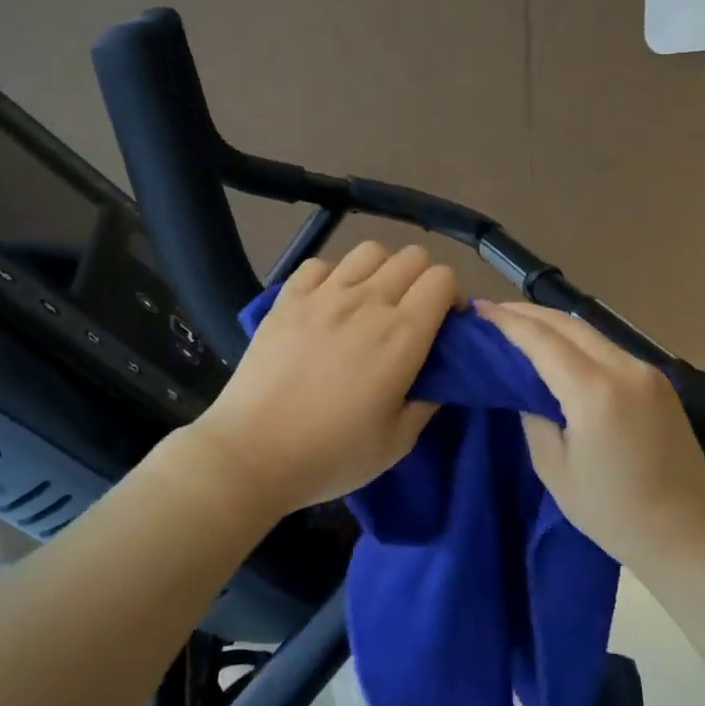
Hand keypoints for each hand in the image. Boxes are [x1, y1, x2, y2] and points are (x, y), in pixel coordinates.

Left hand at [188, 242, 458, 523]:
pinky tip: (327, 302)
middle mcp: (368, 302)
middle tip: (412, 311)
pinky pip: (319, 264)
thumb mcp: (397, 442)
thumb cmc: (331, 455)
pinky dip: (332, 275)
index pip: (442, 278)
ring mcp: (324, 295)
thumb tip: (437, 379)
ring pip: (368, 251)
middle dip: (422, 278)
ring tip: (371, 300)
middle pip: (411, 256)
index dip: (452, 295)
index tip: (445, 322)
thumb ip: (426, 403)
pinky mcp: (288, 298)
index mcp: (403, 334)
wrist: (252, 454)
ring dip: (381, 269)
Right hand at [480, 302, 704, 571]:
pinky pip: (608, 347)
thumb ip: (533, 418)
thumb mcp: (555, 470)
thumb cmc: (613, 512)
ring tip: (519, 325)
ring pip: (590, 331)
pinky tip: (558, 348)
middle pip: (568, 323)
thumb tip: (524, 387)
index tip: (478, 310)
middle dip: (527, 313)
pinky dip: (577, 341)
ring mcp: (646, 371)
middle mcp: (624, 369)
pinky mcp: (658, 381)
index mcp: (595, 392)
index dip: (507, 322)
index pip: (542, 340)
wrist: (687, 533)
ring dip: (552, 323)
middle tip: (492, 312)